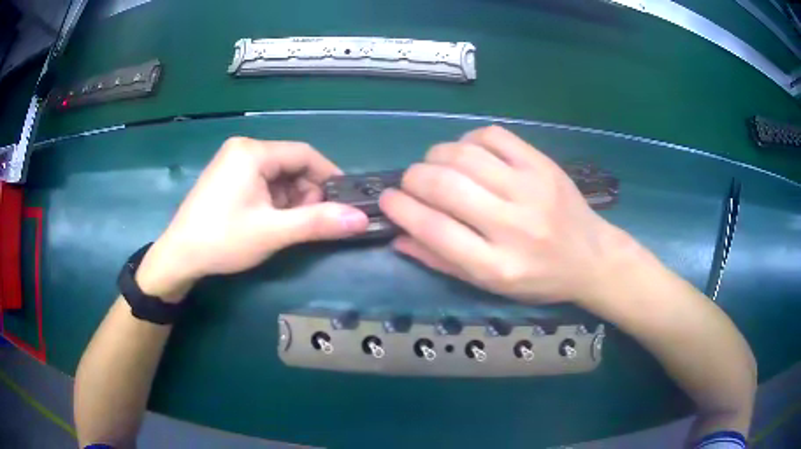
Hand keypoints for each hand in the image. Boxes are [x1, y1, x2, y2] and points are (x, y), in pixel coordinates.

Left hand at [136, 137, 368, 299]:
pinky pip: (262, 181)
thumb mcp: (273, 232)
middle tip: (313, 221)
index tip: (345, 201)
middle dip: (307, 192)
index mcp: (253, 151)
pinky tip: (273, 220)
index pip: (304, 154)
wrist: (179, 256)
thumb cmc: (222, 240)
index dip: (329, 176)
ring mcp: (233, 161)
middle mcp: (243, 148)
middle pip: (290, 164)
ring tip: (290, 225)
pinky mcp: (228, 176)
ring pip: (277, 175)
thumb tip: (361, 219)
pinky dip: (275, 200)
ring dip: (291, 198)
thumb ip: (317, 223)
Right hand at [379, 126, 636, 304]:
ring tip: (437, 167)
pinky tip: (468, 153)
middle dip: (413, 178)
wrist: (591, 257)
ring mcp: (531, 189)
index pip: (435, 230)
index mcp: (497, 267)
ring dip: (436, 156)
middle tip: (411, 183)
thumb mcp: (490, 285)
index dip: (401, 209)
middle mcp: (513, 226)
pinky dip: (468, 140)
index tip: (387, 199)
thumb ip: (442, 262)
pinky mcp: (542, 164)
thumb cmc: (538, 279)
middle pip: (445, 186)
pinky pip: (492, 135)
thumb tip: (398, 236)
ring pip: (464, 155)